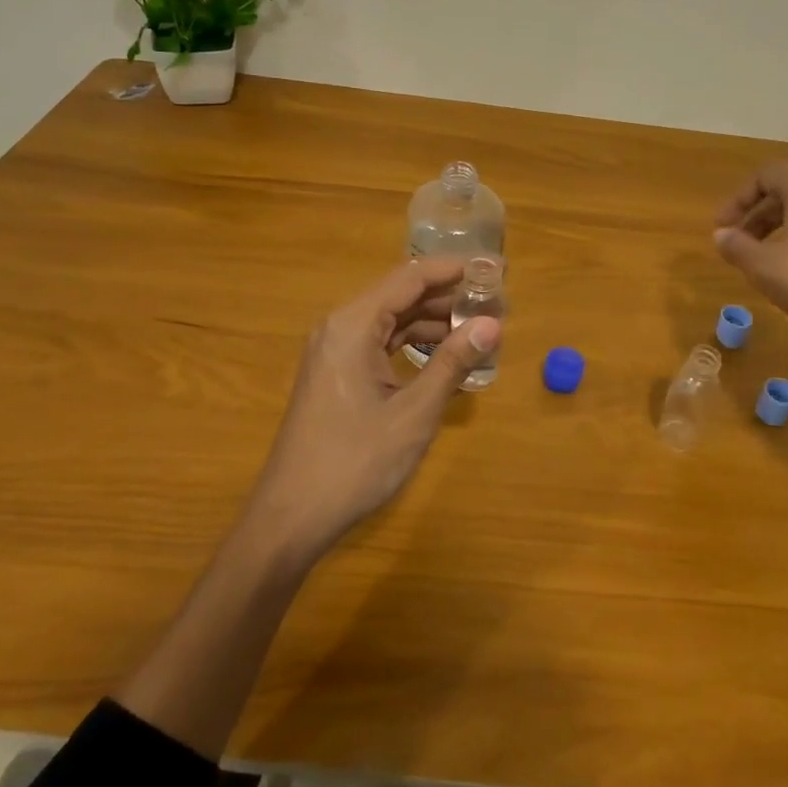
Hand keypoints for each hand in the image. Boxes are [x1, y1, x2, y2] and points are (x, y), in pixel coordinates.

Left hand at [246, 259, 501, 562]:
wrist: (292, 517)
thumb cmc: (354, 462)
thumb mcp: (414, 413)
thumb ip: (452, 363)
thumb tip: (492, 325)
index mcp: (353, 325)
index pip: (411, 277)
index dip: (454, 270)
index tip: (495, 270)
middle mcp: (340, 327)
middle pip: (401, 295)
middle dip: (448, 297)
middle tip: (495, 304)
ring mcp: (334, 351)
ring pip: (391, 320)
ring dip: (433, 322)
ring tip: (478, 330)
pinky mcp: (336, 374)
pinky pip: (380, 344)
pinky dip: (413, 345)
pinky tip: (444, 357)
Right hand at [713, 163, 787, 381]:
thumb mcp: (762, 265)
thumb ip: (736, 245)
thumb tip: (721, 235)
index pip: (767, 174)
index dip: (739, 197)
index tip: (722, 226)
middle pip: (784, 190)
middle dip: (754, 212)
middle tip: (733, 239)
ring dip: (771, 227)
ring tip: (753, 255)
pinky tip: (782, 269)